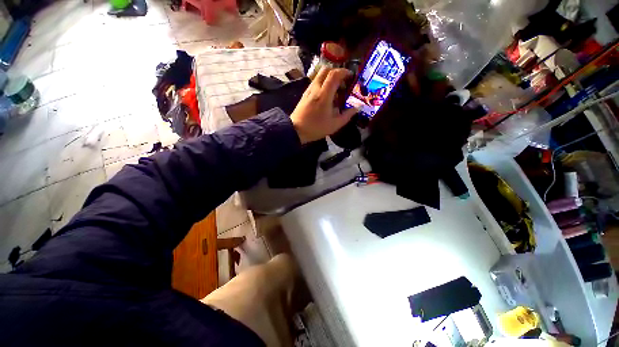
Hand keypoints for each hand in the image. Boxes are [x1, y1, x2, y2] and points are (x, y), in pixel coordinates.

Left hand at [290, 67, 358, 143]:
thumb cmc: (316, 128)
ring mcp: (308, 90)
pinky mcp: (305, 94)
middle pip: (326, 70)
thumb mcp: (335, 125)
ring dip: (330, 79)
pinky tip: (326, 96)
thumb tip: (358, 107)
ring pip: (320, 75)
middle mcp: (315, 88)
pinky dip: (323, 84)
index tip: (351, 77)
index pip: (334, 74)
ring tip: (335, 92)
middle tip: (343, 84)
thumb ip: (347, 115)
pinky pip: (315, 82)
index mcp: (324, 95)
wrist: (296, 130)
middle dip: (337, 73)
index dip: (345, 72)